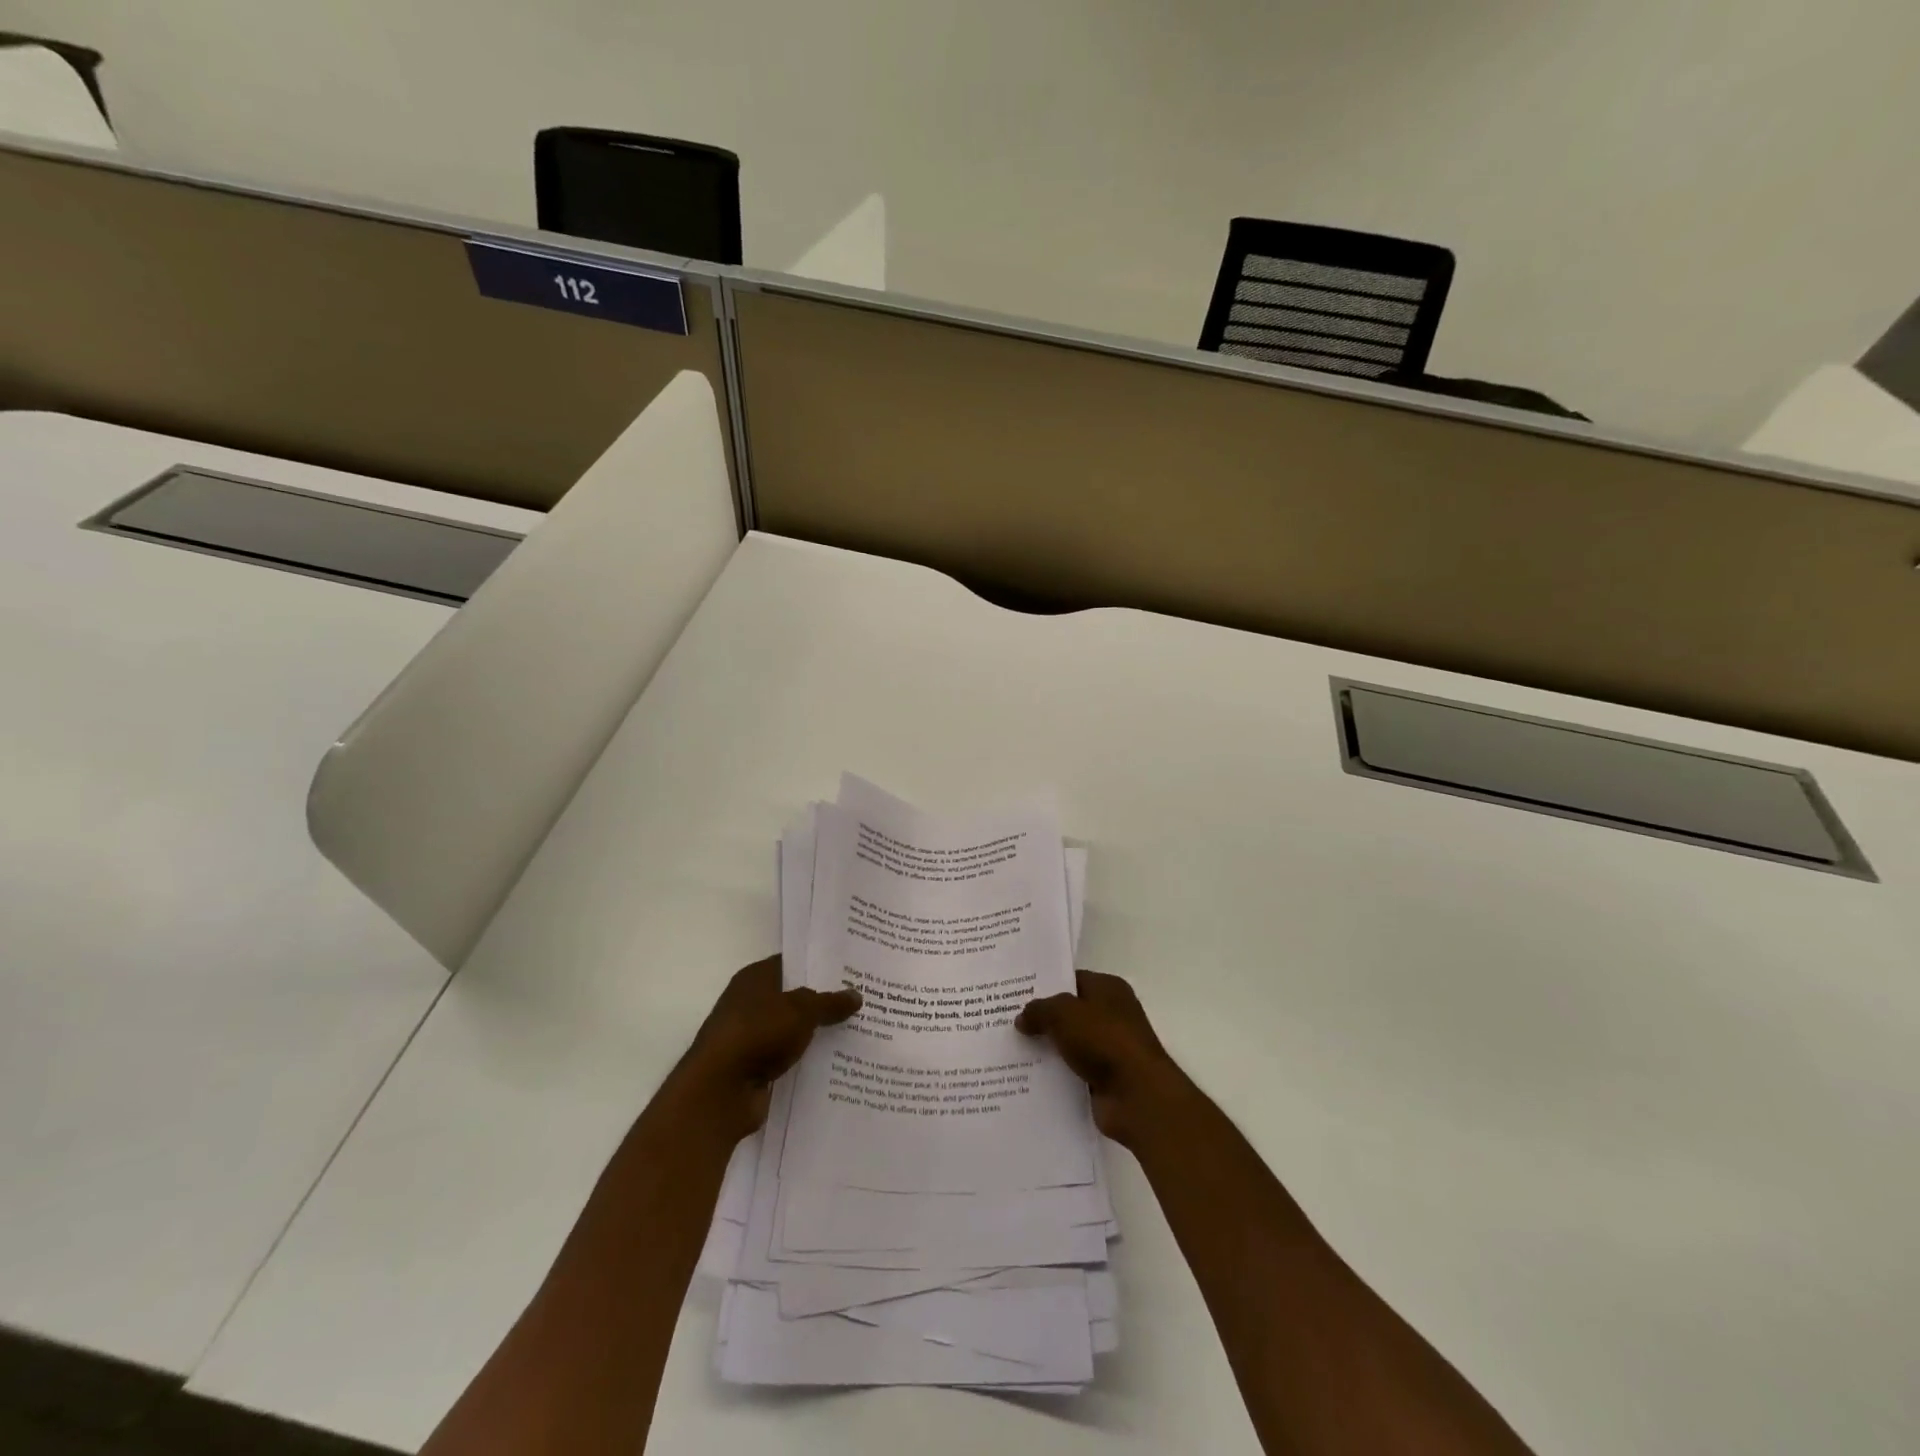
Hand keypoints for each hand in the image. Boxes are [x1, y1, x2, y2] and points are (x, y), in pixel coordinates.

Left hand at [671, 956, 860, 1139]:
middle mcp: (750, 1003)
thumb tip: (856, 994)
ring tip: (857, 1029)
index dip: (819, 964)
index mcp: (755, 978)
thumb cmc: (757, 1034)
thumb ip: (829, 1002)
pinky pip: (788, 1056)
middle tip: (862, 998)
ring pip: (792, 1028)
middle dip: (823, 999)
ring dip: (817, 1032)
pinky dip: (806, 1058)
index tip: (850, 968)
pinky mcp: (754, 1067)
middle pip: (794, 996)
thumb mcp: (801, 1011)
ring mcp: (751, 1036)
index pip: (792, 962)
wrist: (719, 1091)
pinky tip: (837, 1060)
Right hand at [1016, 970, 1189, 1147]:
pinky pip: (1072, 1071)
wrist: (1137, 1096)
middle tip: (1007, 1021)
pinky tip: (1026, 1077)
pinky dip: (1054, 1074)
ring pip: (1069, 1044)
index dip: (1046, 985)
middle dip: (1042, 1019)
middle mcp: (1112, 1015)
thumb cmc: (1104, 1040)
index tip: (1016, 993)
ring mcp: (1109, 1049)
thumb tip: (1022, 1017)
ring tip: (1010, 1050)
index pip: (1072, 980)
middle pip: (1069, 1013)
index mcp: (1109, 989)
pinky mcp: (1104, 1079)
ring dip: (1046, 1049)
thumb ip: (1039, 1010)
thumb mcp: (1063, 1013)